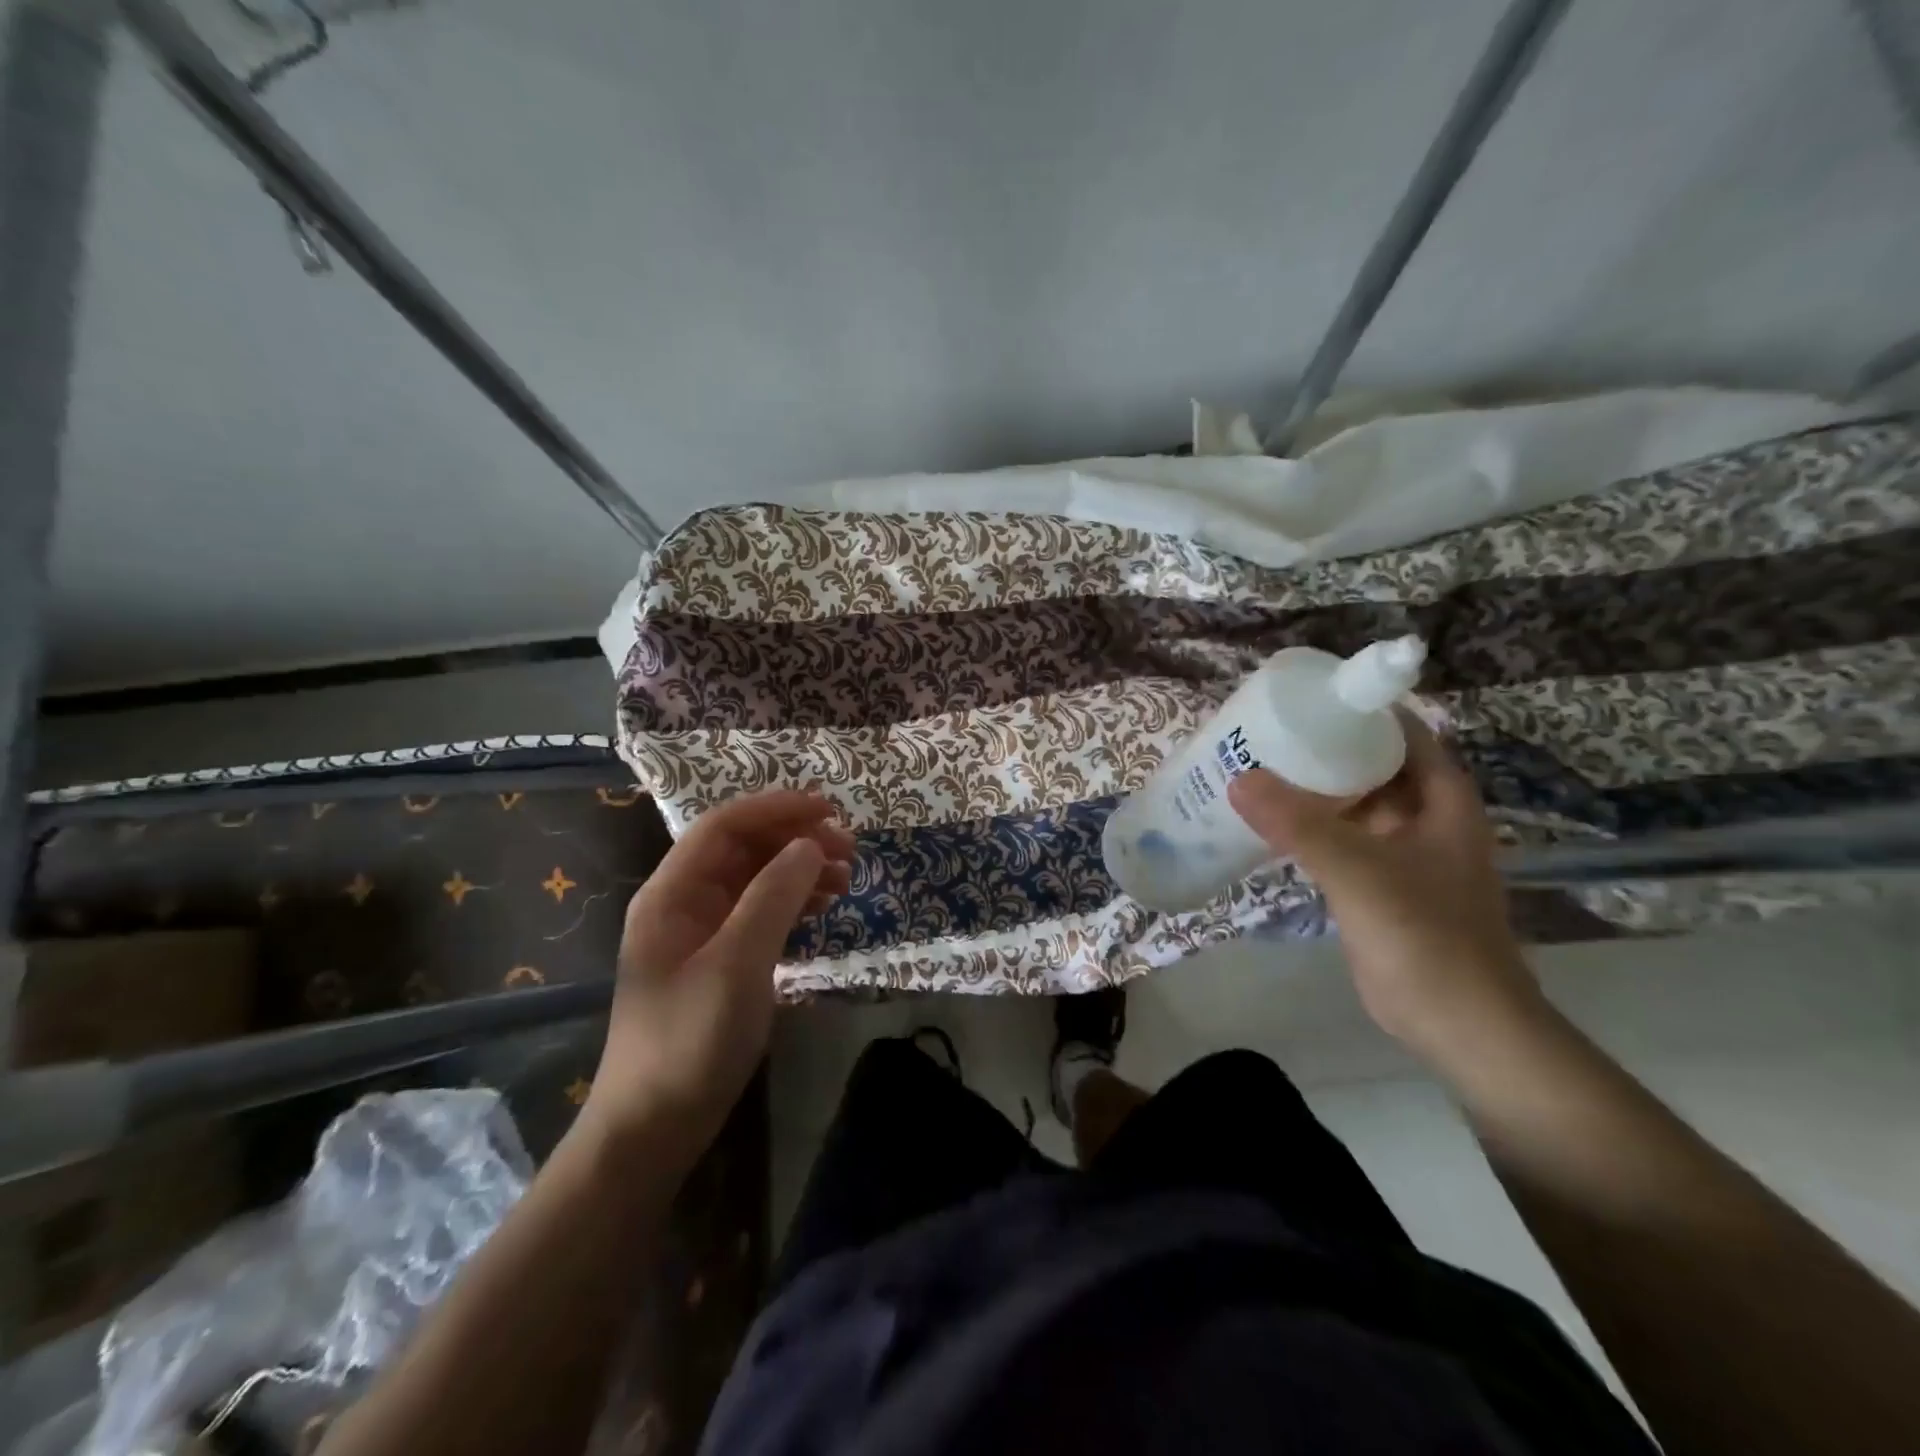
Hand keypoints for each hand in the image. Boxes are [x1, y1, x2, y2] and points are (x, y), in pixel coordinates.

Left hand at [580, 791, 853, 1160]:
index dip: (777, 808)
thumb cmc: (690, 1039)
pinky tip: (823, 907)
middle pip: (743, 849)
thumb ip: (774, 896)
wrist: (654, 1127)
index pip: (725, 826)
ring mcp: (700, 932)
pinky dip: (793, 902)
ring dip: (800, 870)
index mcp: (672, 892)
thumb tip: (810, 844)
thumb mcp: (737, 963)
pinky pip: (760, 912)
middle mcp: (683, 902)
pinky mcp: (719, 961)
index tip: (829, 810)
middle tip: (849, 849)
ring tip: (845, 877)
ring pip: (756, 879)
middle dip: (795, 839)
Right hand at [1227, 713, 1541, 1060]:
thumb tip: (1238, 778)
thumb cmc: (1426, 937)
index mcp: (1440, 799)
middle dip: (1322, 748)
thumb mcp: (1360, 873)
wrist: (1459, 1025)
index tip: (1303, 698)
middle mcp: (1423, 817)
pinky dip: (1308, 827)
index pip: (1401, 732)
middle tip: (1263, 734)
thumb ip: (1299, 825)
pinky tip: (1268, 823)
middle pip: (1371, 765)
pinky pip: (1339, 839)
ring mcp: (1401, 852)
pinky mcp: (1378, 884)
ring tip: (1256, 769)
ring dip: (1311, 789)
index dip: (1357, 710)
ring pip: (1352, 804)